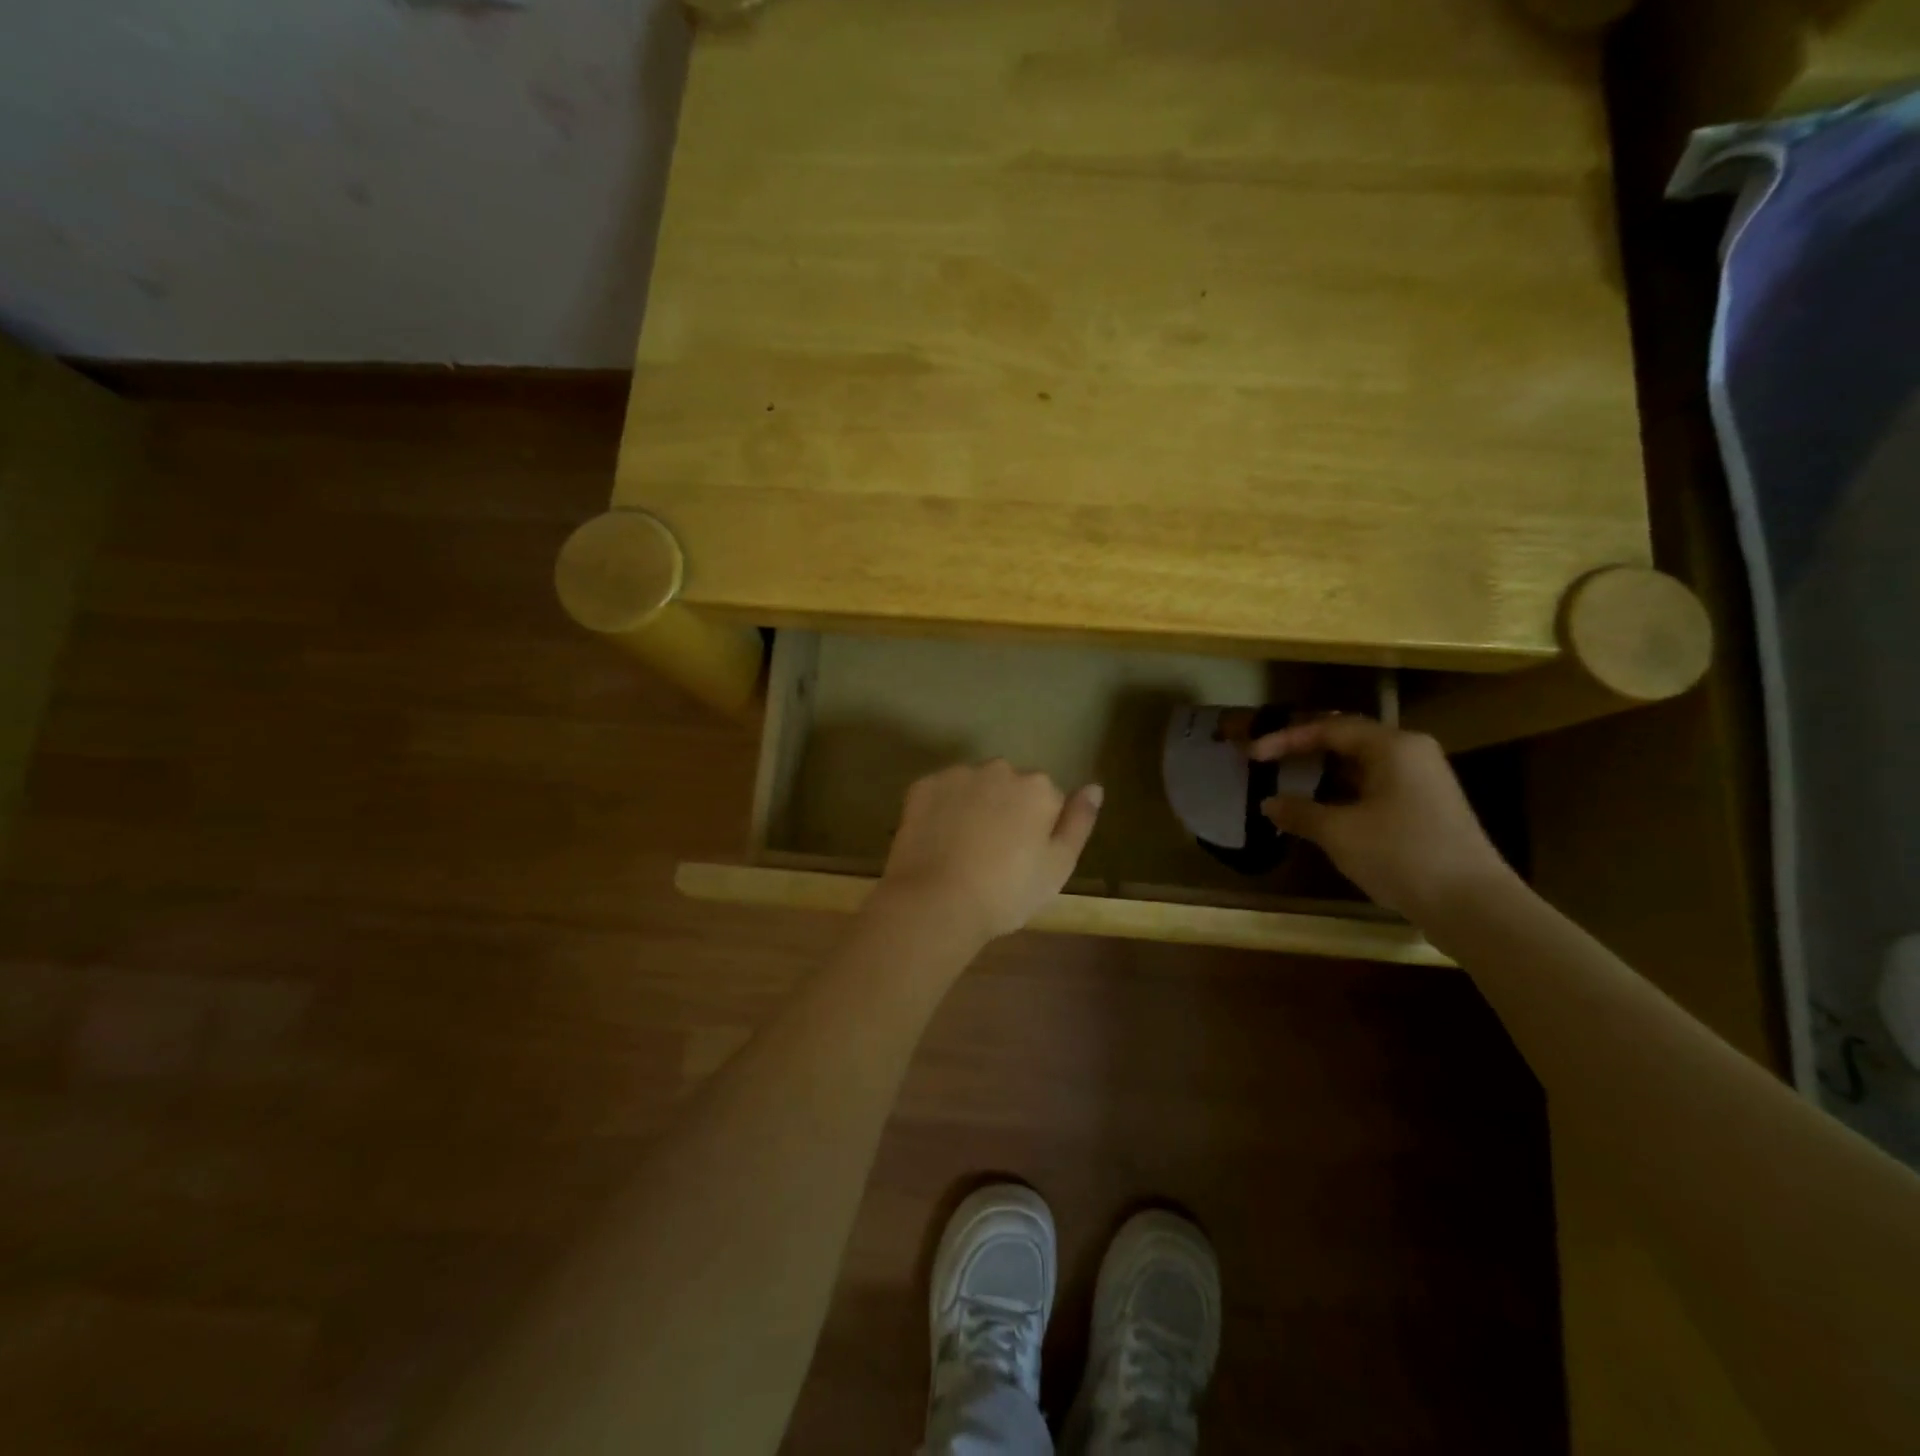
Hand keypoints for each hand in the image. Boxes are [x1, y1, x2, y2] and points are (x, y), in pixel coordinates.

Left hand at [877, 761, 1102, 942]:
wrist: (937, 902)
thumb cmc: (1007, 892)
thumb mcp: (1058, 866)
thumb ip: (1079, 821)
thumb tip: (1095, 787)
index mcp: (1038, 787)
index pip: (1047, 799)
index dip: (1038, 829)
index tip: (1024, 858)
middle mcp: (999, 769)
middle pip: (1009, 785)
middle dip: (1005, 809)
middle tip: (994, 854)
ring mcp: (957, 774)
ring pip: (974, 785)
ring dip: (973, 805)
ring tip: (962, 849)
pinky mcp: (923, 786)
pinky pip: (940, 792)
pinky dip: (941, 809)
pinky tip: (937, 841)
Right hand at [1249, 716, 1511, 920]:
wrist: (1473, 905)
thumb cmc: (1401, 855)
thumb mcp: (1340, 833)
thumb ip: (1300, 812)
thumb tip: (1269, 803)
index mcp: (1392, 746)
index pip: (1329, 728)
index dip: (1285, 739)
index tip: (1253, 755)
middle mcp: (1411, 753)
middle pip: (1348, 739)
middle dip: (1305, 748)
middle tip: (1269, 759)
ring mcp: (1423, 780)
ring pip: (1362, 764)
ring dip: (1324, 771)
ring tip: (1289, 781)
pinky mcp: (1427, 807)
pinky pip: (1375, 785)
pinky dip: (1344, 791)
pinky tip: (1323, 809)